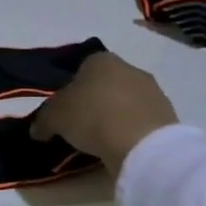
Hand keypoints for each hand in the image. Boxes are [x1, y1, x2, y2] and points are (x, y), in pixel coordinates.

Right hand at [29, 51, 178, 171]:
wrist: (142, 144)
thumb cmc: (92, 116)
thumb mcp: (54, 117)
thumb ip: (43, 120)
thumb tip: (38, 130)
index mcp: (100, 59)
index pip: (81, 66)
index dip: (69, 87)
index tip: (63, 108)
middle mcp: (129, 67)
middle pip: (105, 83)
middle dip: (93, 100)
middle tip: (78, 124)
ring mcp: (152, 91)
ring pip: (124, 101)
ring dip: (113, 116)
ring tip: (99, 140)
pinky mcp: (167, 115)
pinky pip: (140, 120)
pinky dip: (129, 130)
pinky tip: (119, 146)